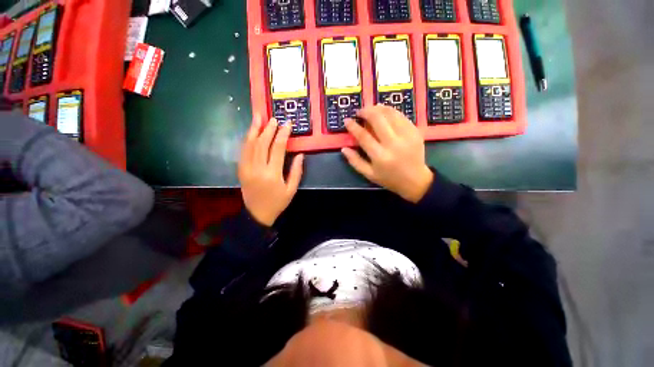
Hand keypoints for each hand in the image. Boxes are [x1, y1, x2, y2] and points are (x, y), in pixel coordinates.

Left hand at [238, 115, 303, 225]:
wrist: (257, 214)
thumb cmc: (277, 202)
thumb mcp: (291, 189)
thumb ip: (296, 171)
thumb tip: (300, 154)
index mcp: (272, 174)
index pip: (277, 148)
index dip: (283, 134)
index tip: (287, 124)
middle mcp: (257, 168)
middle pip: (262, 143)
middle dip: (268, 128)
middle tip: (274, 118)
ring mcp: (246, 168)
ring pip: (249, 144)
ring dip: (254, 129)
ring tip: (258, 117)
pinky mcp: (240, 169)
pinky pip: (243, 151)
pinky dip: (247, 139)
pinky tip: (251, 132)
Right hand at [342, 105, 432, 202]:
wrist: (415, 180)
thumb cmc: (389, 178)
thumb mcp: (369, 174)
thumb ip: (355, 161)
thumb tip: (344, 148)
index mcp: (380, 156)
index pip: (363, 136)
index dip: (353, 126)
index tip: (347, 120)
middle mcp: (393, 144)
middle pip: (378, 120)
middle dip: (366, 111)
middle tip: (360, 112)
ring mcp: (407, 136)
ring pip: (391, 114)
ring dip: (378, 108)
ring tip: (371, 109)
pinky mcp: (415, 132)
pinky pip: (401, 116)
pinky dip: (391, 112)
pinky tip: (385, 113)